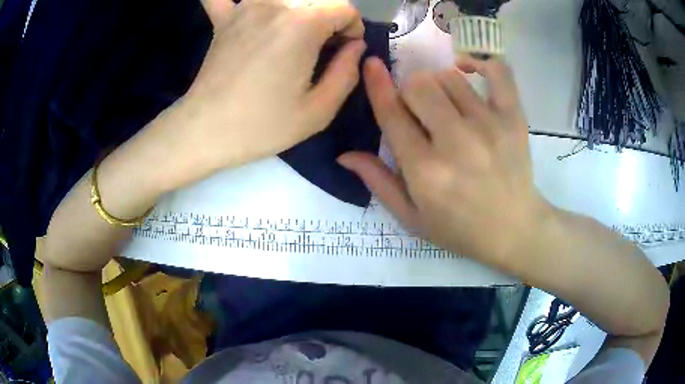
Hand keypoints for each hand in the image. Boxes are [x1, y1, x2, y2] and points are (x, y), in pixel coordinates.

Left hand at [170, 0, 365, 181]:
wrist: (204, 131)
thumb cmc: (262, 125)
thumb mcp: (318, 111)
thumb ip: (347, 73)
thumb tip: (355, 47)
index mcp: (303, 24)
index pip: (344, 8)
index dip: (352, 29)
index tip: (344, 52)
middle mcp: (276, 5)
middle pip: (318, 0)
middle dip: (330, 20)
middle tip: (321, 48)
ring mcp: (246, 8)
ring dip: (299, 11)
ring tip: (294, 36)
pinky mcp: (225, 19)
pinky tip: (244, 7)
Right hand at [339, 56, 553, 267]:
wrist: (514, 230)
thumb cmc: (460, 229)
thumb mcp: (412, 217)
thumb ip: (378, 182)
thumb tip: (344, 154)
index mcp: (425, 171)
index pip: (392, 114)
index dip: (377, 85)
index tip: (371, 64)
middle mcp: (456, 142)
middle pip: (419, 86)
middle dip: (410, 91)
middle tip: (419, 110)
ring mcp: (489, 126)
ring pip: (450, 76)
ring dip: (439, 85)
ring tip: (448, 106)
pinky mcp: (514, 118)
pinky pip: (497, 71)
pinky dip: (480, 62)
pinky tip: (469, 69)